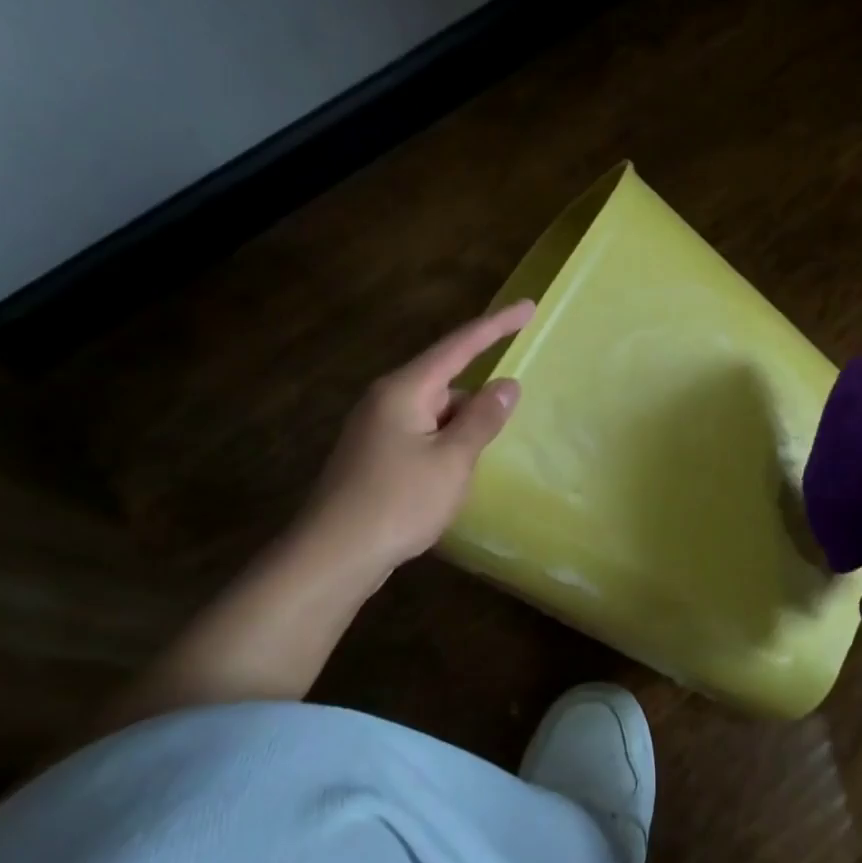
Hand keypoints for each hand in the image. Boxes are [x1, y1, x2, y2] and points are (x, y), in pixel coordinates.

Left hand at [298, 301, 533, 579]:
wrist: (333, 555)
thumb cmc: (398, 502)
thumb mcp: (453, 460)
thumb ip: (483, 418)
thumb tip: (508, 383)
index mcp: (405, 390)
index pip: (459, 345)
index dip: (496, 325)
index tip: (529, 307)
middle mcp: (386, 400)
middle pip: (446, 381)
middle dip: (478, 398)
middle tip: (508, 416)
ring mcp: (375, 428)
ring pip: (435, 412)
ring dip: (462, 428)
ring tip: (478, 462)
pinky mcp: (373, 456)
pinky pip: (421, 435)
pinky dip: (445, 444)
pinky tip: (453, 475)